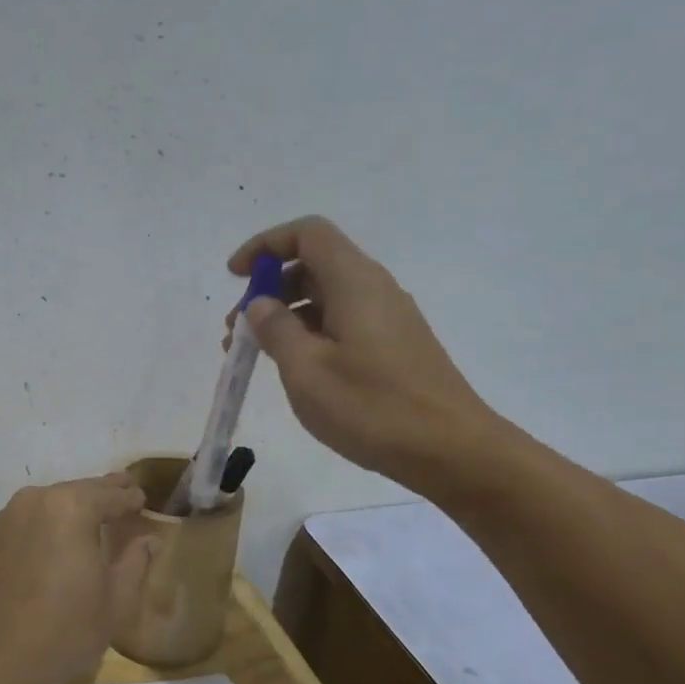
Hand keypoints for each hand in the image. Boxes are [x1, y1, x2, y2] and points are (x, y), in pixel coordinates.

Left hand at [0, 474, 158, 683]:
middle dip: (102, 495)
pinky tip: (58, 539)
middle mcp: (36, 500)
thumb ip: (136, 561)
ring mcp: (8, 517)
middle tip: (124, 494)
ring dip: (73, 507)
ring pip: (51, 503)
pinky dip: (48, 523)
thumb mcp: (115, 599)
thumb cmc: (66, 629)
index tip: (143, 499)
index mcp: (71, 507)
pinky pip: (29, 519)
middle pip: (78, 491)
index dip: (130, 497)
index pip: (110, 494)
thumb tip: (148, 538)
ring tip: (94, 517)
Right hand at [228, 216, 504, 491]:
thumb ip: (276, 329)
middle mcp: (374, 288)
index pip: (307, 234)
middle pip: (314, 265)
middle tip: (238, 331)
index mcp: (354, 282)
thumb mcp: (306, 370)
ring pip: (327, 297)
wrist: (450, 449)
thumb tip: (260, 304)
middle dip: (269, 289)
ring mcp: (388, 318)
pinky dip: (309, 333)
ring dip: (286, 316)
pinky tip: (296, 369)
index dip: (266, 245)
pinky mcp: (395, 345)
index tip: (234, 276)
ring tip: (257, 355)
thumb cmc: (372, 407)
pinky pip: (343, 321)